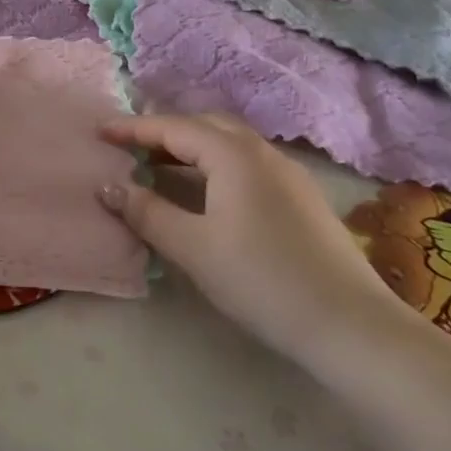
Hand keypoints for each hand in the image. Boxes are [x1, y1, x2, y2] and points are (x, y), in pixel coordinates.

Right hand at [99, 112, 402, 368]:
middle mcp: (261, 151)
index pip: (173, 128)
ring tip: (162, 167)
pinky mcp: (301, 195)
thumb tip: (108, 186)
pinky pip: (247, 162)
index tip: (100, 132)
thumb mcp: (194, 248)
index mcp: (233, 154)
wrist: (349, 324)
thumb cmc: (262, 280)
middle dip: (164, 132)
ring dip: (192, 148)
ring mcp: (287, 171)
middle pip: (204, 126)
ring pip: (229, 143)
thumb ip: (147, 212)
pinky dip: (216, 164)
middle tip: (131, 149)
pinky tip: (209, 192)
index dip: (134, 129)